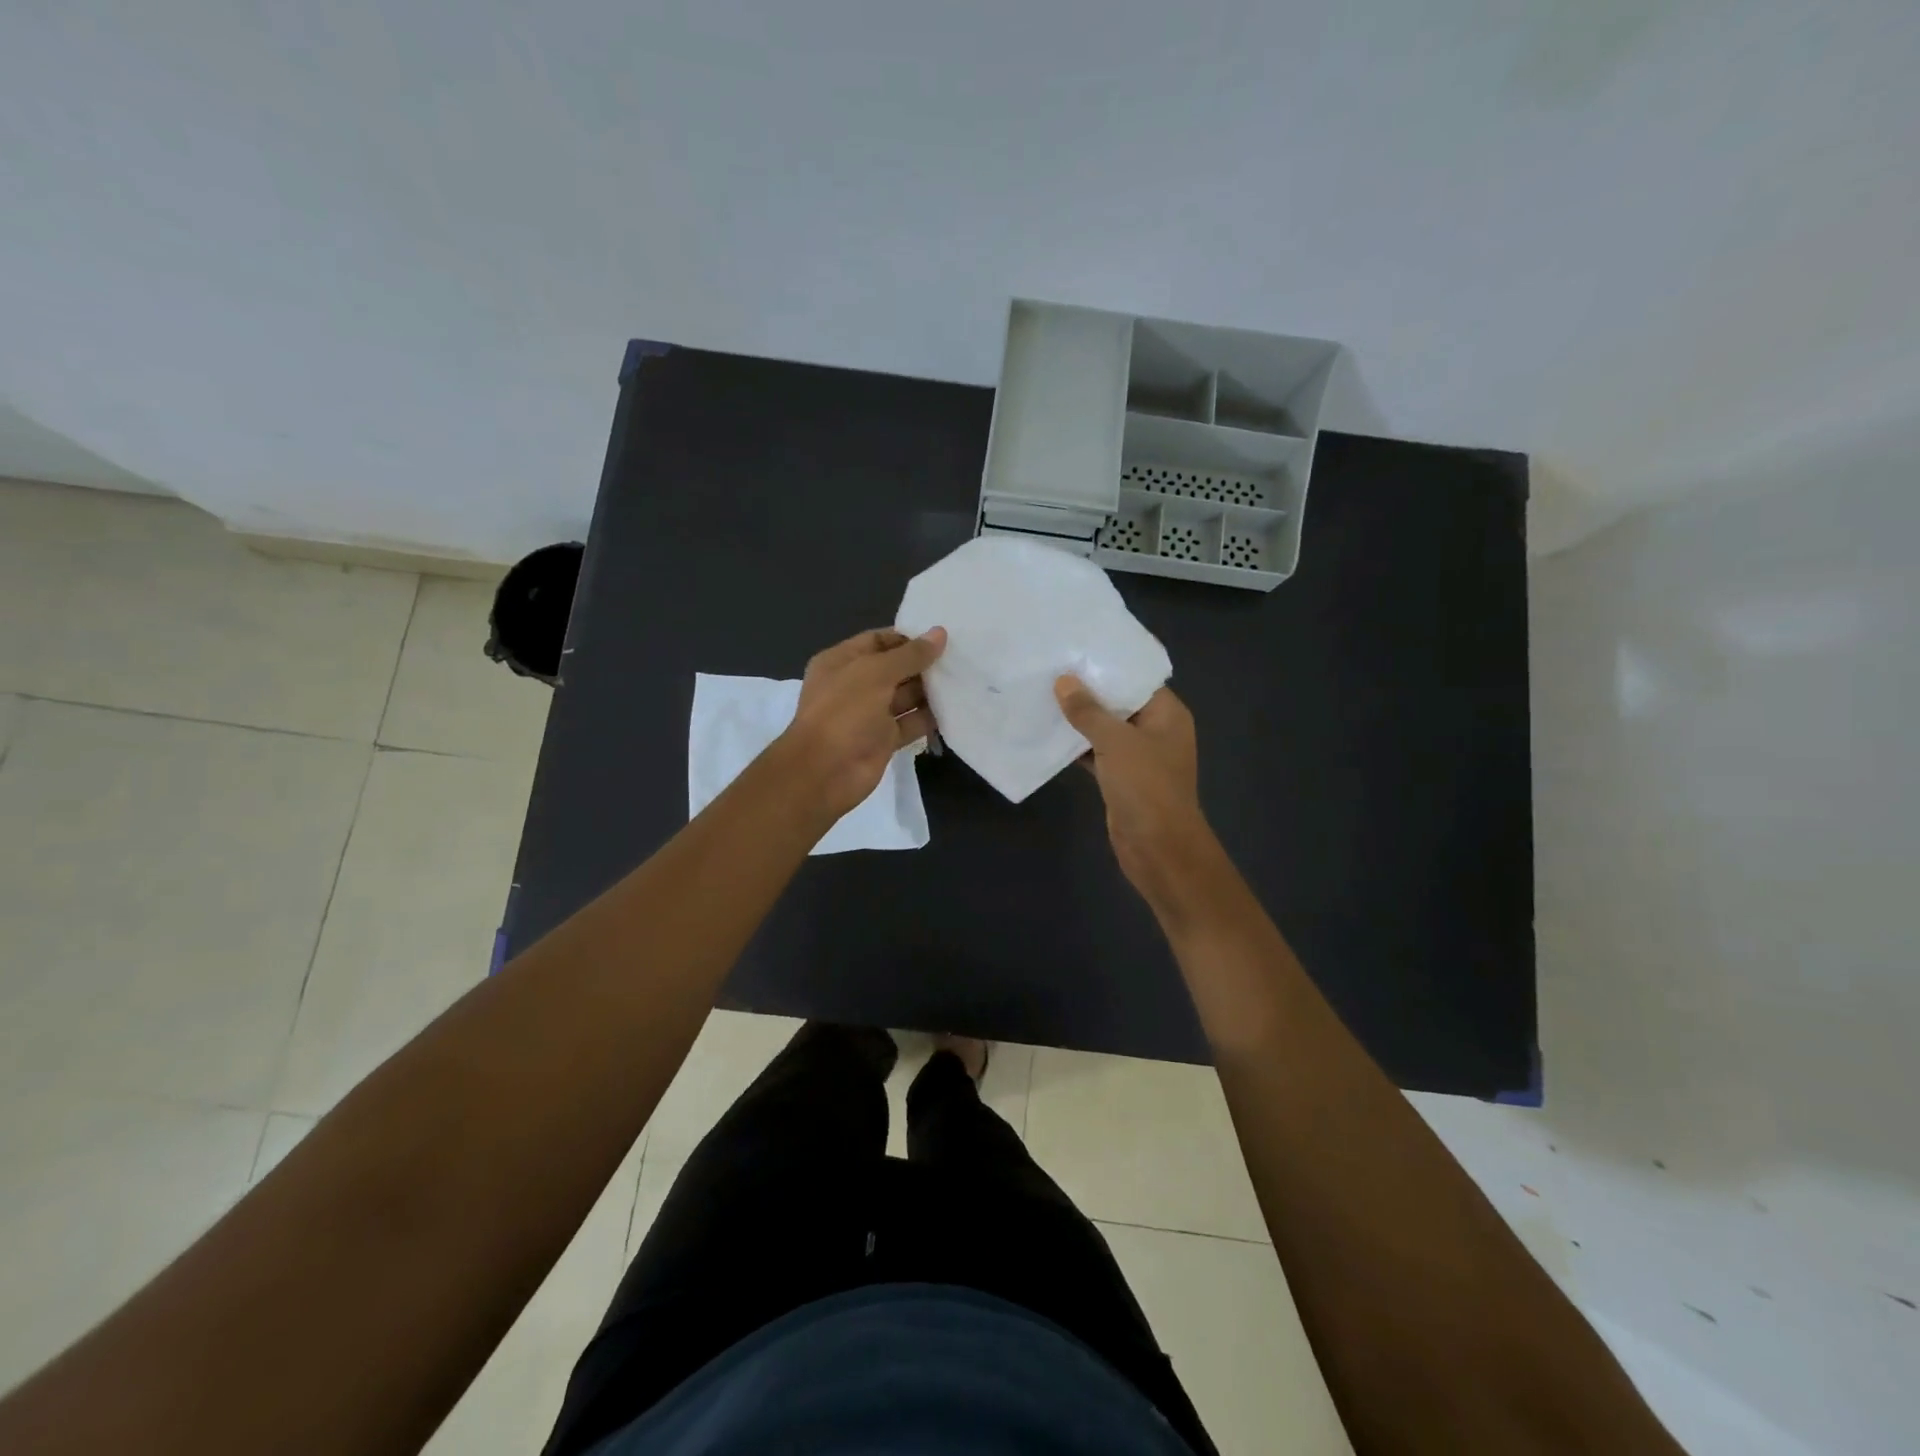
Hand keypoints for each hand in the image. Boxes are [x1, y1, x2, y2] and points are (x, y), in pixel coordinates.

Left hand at [778, 627, 945, 819]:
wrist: (824, 772)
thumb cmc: (844, 712)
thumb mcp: (875, 673)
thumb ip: (910, 655)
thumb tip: (939, 633)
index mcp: (842, 662)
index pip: (878, 640)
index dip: (907, 638)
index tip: (941, 638)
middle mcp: (855, 685)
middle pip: (895, 668)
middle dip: (924, 664)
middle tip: (960, 658)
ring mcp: (869, 714)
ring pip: (905, 697)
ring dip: (930, 690)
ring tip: (964, 679)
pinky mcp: (884, 740)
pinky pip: (911, 723)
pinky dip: (930, 718)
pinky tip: (956, 708)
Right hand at [1054, 676, 1217, 917]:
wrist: (1158, 849)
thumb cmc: (1146, 787)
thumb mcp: (1116, 742)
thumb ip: (1089, 711)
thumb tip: (1064, 681)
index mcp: (1167, 714)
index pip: (1137, 678)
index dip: (1109, 664)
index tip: (1076, 647)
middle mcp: (1156, 730)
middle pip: (1119, 702)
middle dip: (1088, 690)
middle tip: (1051, 668)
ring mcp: (1139, 756)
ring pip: (1105, 729)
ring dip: (1079, 719)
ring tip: (1043, 694)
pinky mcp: (1121, 778)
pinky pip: (1097, 753)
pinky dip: (1077, 746)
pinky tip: (1048, 733)